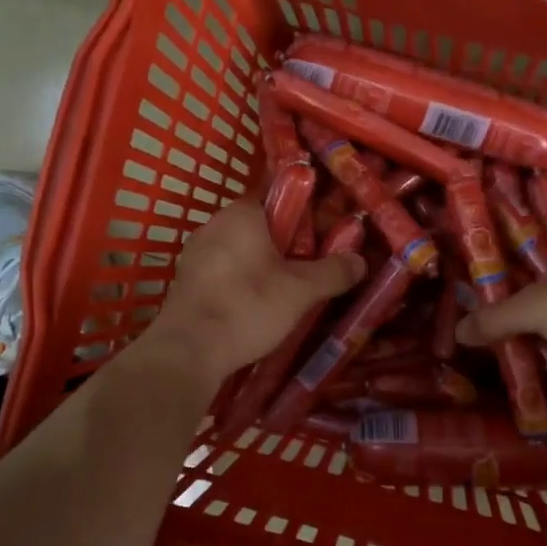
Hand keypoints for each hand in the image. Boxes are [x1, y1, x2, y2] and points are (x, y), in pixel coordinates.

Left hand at [144, 200, 365, 376]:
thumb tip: (360, 261)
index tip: (325, 229)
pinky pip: (223, 271)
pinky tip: (256, 305)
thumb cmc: (247, 307)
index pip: (277, 194)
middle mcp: (213, 225)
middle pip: (260, 224)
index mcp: (241, 214)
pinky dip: (242, 281)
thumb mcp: (301, 291)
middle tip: (313, 263)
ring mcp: (195, 254)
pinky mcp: (186, 282)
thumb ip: (333, 272)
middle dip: (286, 241)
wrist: (188, 351)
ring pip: (241, 249)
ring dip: (263, 263)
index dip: (305, 209)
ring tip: (289, 288)